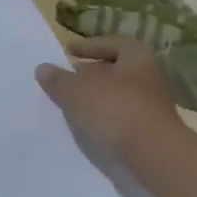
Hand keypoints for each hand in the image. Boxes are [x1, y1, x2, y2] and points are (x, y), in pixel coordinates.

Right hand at [35, 36, 181, 156]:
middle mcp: (149, 76)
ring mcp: (153, 105)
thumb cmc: (115, 109)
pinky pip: (123, 116)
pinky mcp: (151, 130)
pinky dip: (106, 117)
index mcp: (137, 57)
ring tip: (73, 104)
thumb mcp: (76, 91)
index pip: (111, 43)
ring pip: (119, 94)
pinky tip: (89, 125)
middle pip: (116, 70)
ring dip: (97, 97)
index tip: (68, 51)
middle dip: (91, 73)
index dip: (88, 46)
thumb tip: (43, 68)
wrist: (154, 153)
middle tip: (68, 79)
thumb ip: (58, 79)